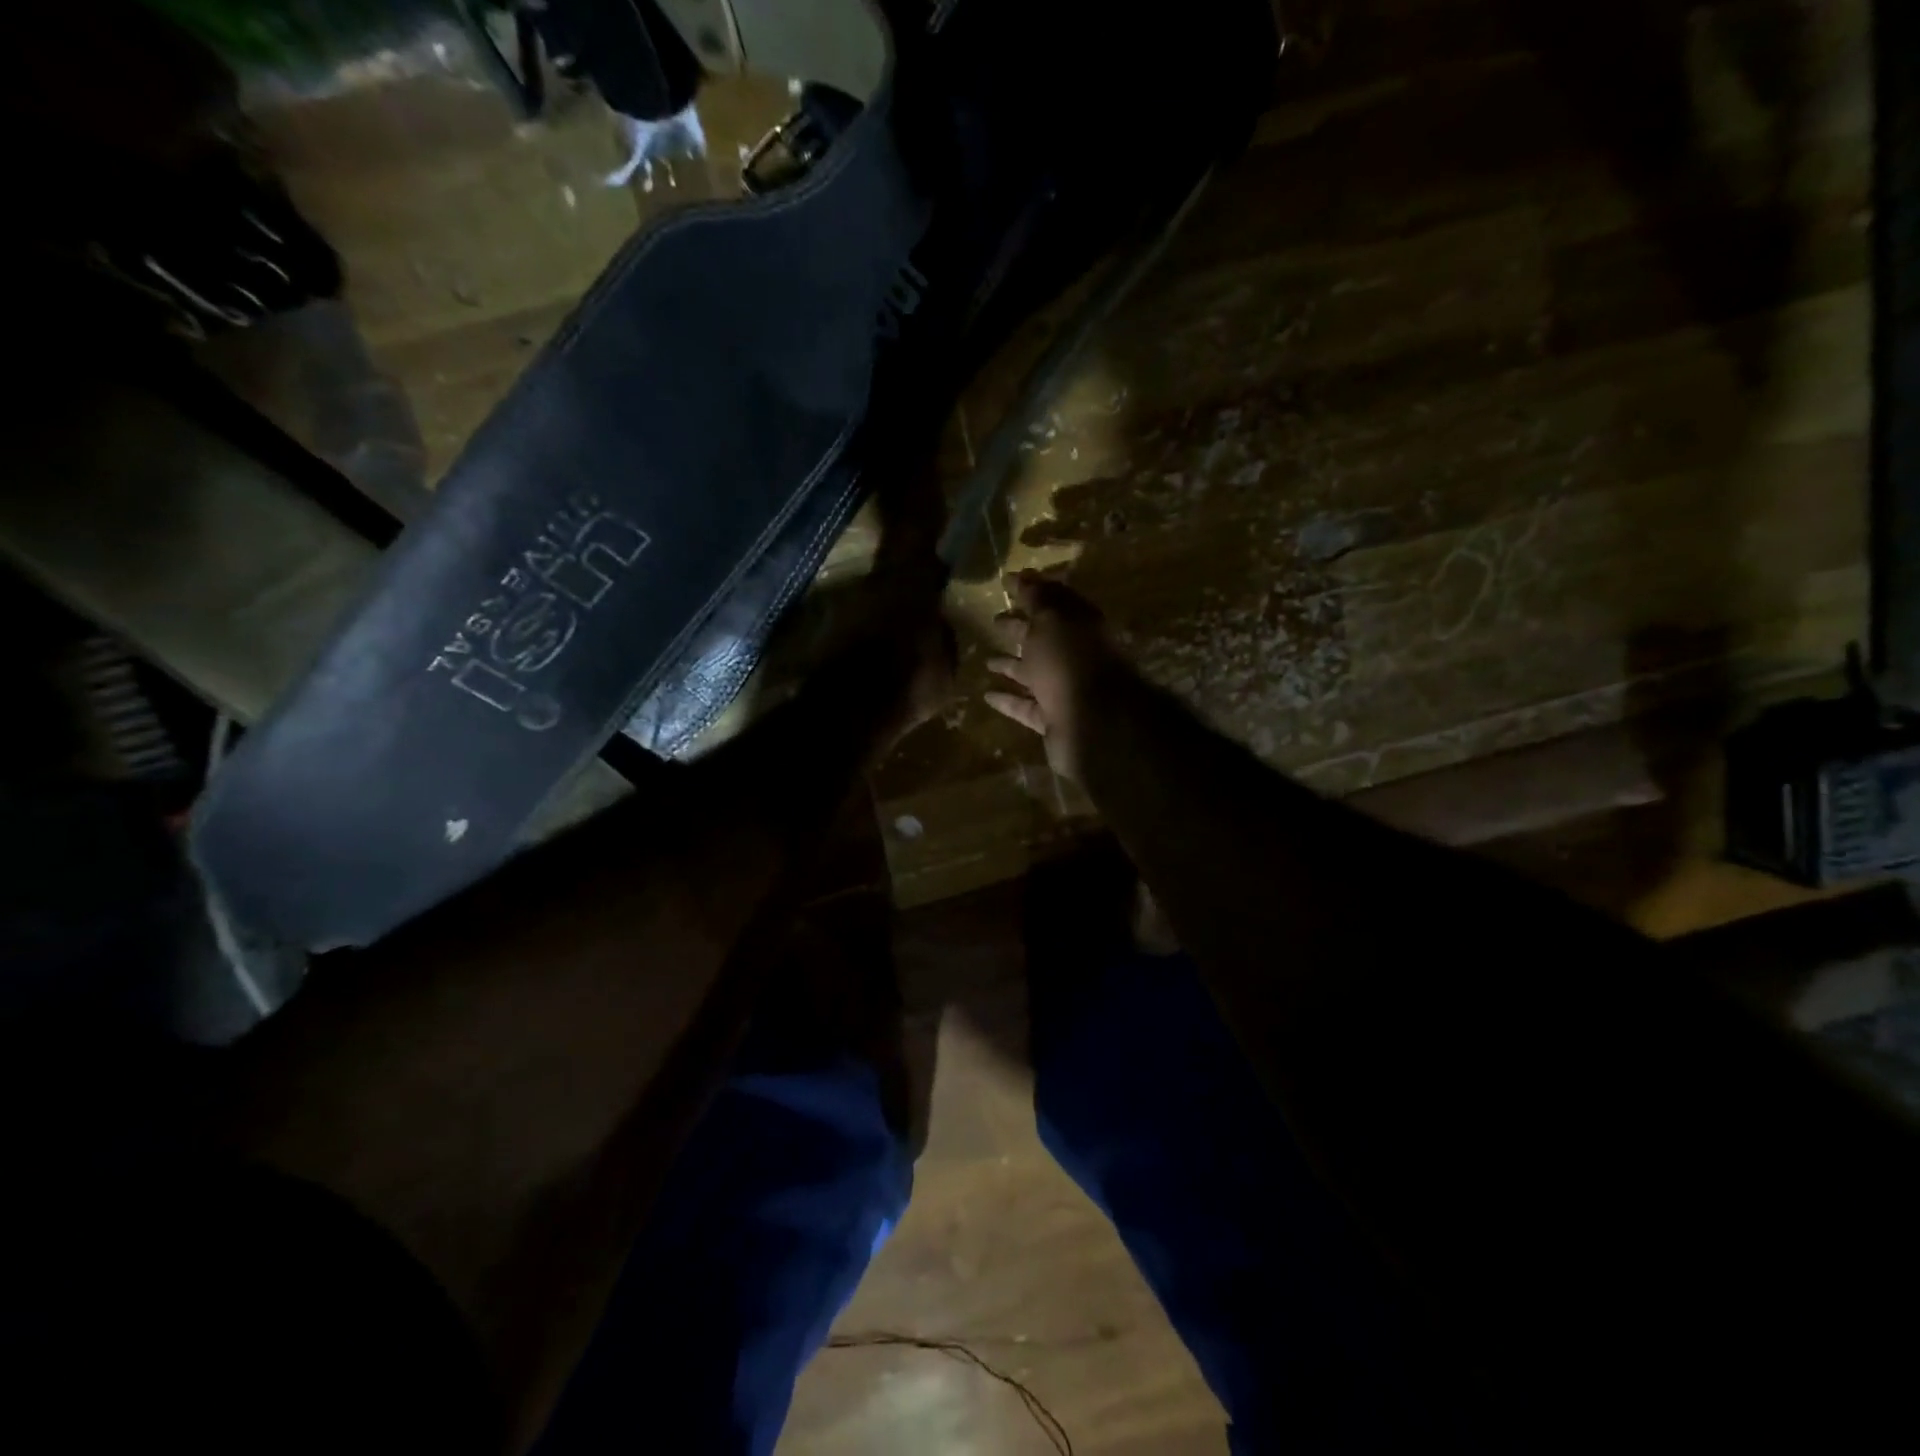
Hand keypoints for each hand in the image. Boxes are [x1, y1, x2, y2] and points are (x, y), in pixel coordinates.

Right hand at [985, 572, 1120, 781]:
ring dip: (1012, 666)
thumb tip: (1024, 575)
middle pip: (1043, 638)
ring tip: (986, 660)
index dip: (1032, 590)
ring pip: (1035, 673)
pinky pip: (1027, 706)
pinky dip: (1009, 700)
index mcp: (1079, 625)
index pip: (1054, 601)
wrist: (1093, 722)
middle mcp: (1075, 655)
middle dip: (1019, 628)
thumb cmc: (1069, 661)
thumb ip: (1037, 598)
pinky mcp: (1054, 719)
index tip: (1007, 583)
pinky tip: (987, 694)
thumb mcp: (1051, 619)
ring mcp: (1065, 689)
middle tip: (994, 620)